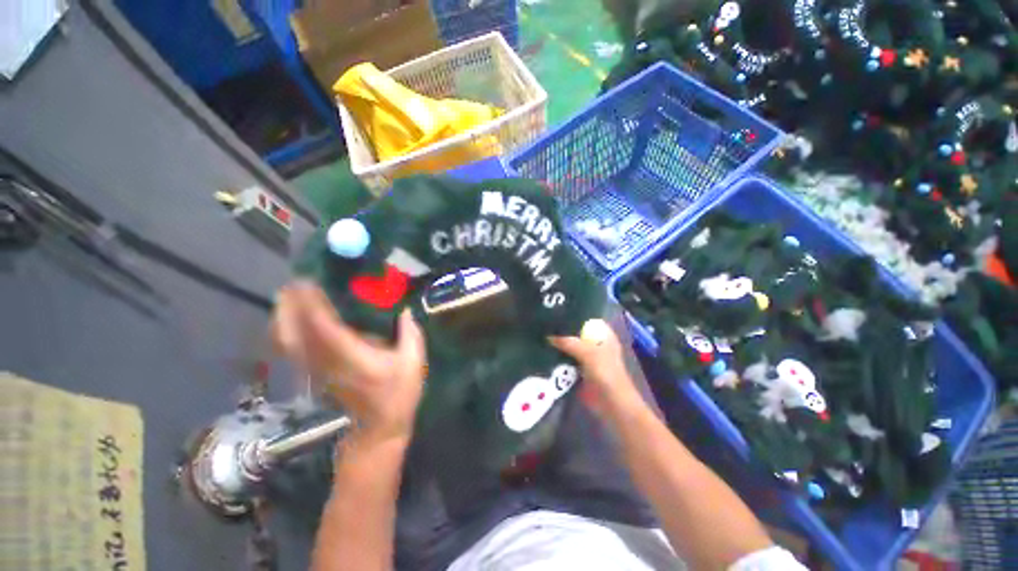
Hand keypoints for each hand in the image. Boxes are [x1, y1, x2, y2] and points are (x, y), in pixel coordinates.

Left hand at [273, 281, 426, 442]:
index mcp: (354, 358)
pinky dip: (284, 331)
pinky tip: (289, 319)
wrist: (377, 429)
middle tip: (293, 283)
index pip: (325, 329)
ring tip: (289, 295)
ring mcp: (316, 371)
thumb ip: (410, 334)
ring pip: (287, 342)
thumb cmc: (397, 395)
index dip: (313, 306)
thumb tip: (405, 310)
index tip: (308, 283)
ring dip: (283, 317)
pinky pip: (291, 350)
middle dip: (289, 307)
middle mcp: (328, 362)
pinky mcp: (314, 375)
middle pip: (295, 334)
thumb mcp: (413, 364)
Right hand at [549, 321, 642, 415]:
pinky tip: (543, 352)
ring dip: (558, 344)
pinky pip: (566, 360)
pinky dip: (557, 357)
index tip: (556, 311)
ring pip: (570, 346)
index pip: (587, 318)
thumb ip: (568, 342)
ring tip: (540, 335)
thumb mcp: (588, 353)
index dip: (573, 315)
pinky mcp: (579, 370)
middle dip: (562, 330)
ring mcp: (587, 357)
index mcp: (603, 335)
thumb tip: (548, 336)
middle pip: (576, 333)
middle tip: (543, 323)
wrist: (611, 404)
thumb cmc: (606, 374)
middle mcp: (595, 343)